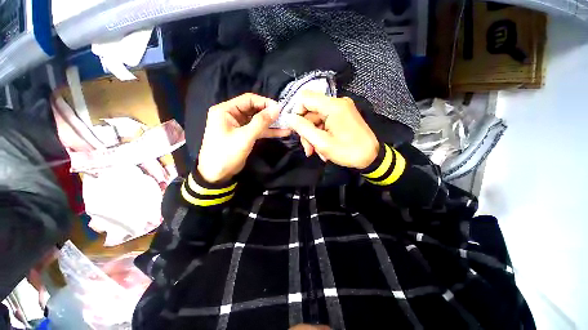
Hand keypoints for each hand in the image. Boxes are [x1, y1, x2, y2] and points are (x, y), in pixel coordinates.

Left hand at [197, 93, 290, 182]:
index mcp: (226, 110)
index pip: (248, 99)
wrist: (217, 174)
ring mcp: (238, 125)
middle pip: (254, 109)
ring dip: (271, 123)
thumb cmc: (227, 153)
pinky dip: (268, 131)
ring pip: (257, 120)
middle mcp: (231, 115)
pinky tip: (282, 133)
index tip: (279, 109)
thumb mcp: (245, 137)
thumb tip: (277, 108)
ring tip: (287, 125)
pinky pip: (257, 130)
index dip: (265, 102)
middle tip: (285, 117)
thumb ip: (261, 122)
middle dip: (269, 113)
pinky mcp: (243, 135)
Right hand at [288, 92, 378, 169]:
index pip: (304, 98)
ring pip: (317, 119)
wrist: (371, 158)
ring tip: (317, 152)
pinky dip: (321, 135)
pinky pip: (325, 122)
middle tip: (308, 149)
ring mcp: (341, 109)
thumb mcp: (322, 142)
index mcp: (332, 106)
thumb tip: (288, 117)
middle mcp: (337, 103)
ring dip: (314, 136)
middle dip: (306, 131)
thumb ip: (303, 128)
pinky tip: (323, 148)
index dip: (296, 112)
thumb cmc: (347, 151)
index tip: (296, 130)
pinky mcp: (343, 116)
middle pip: (310, 111)